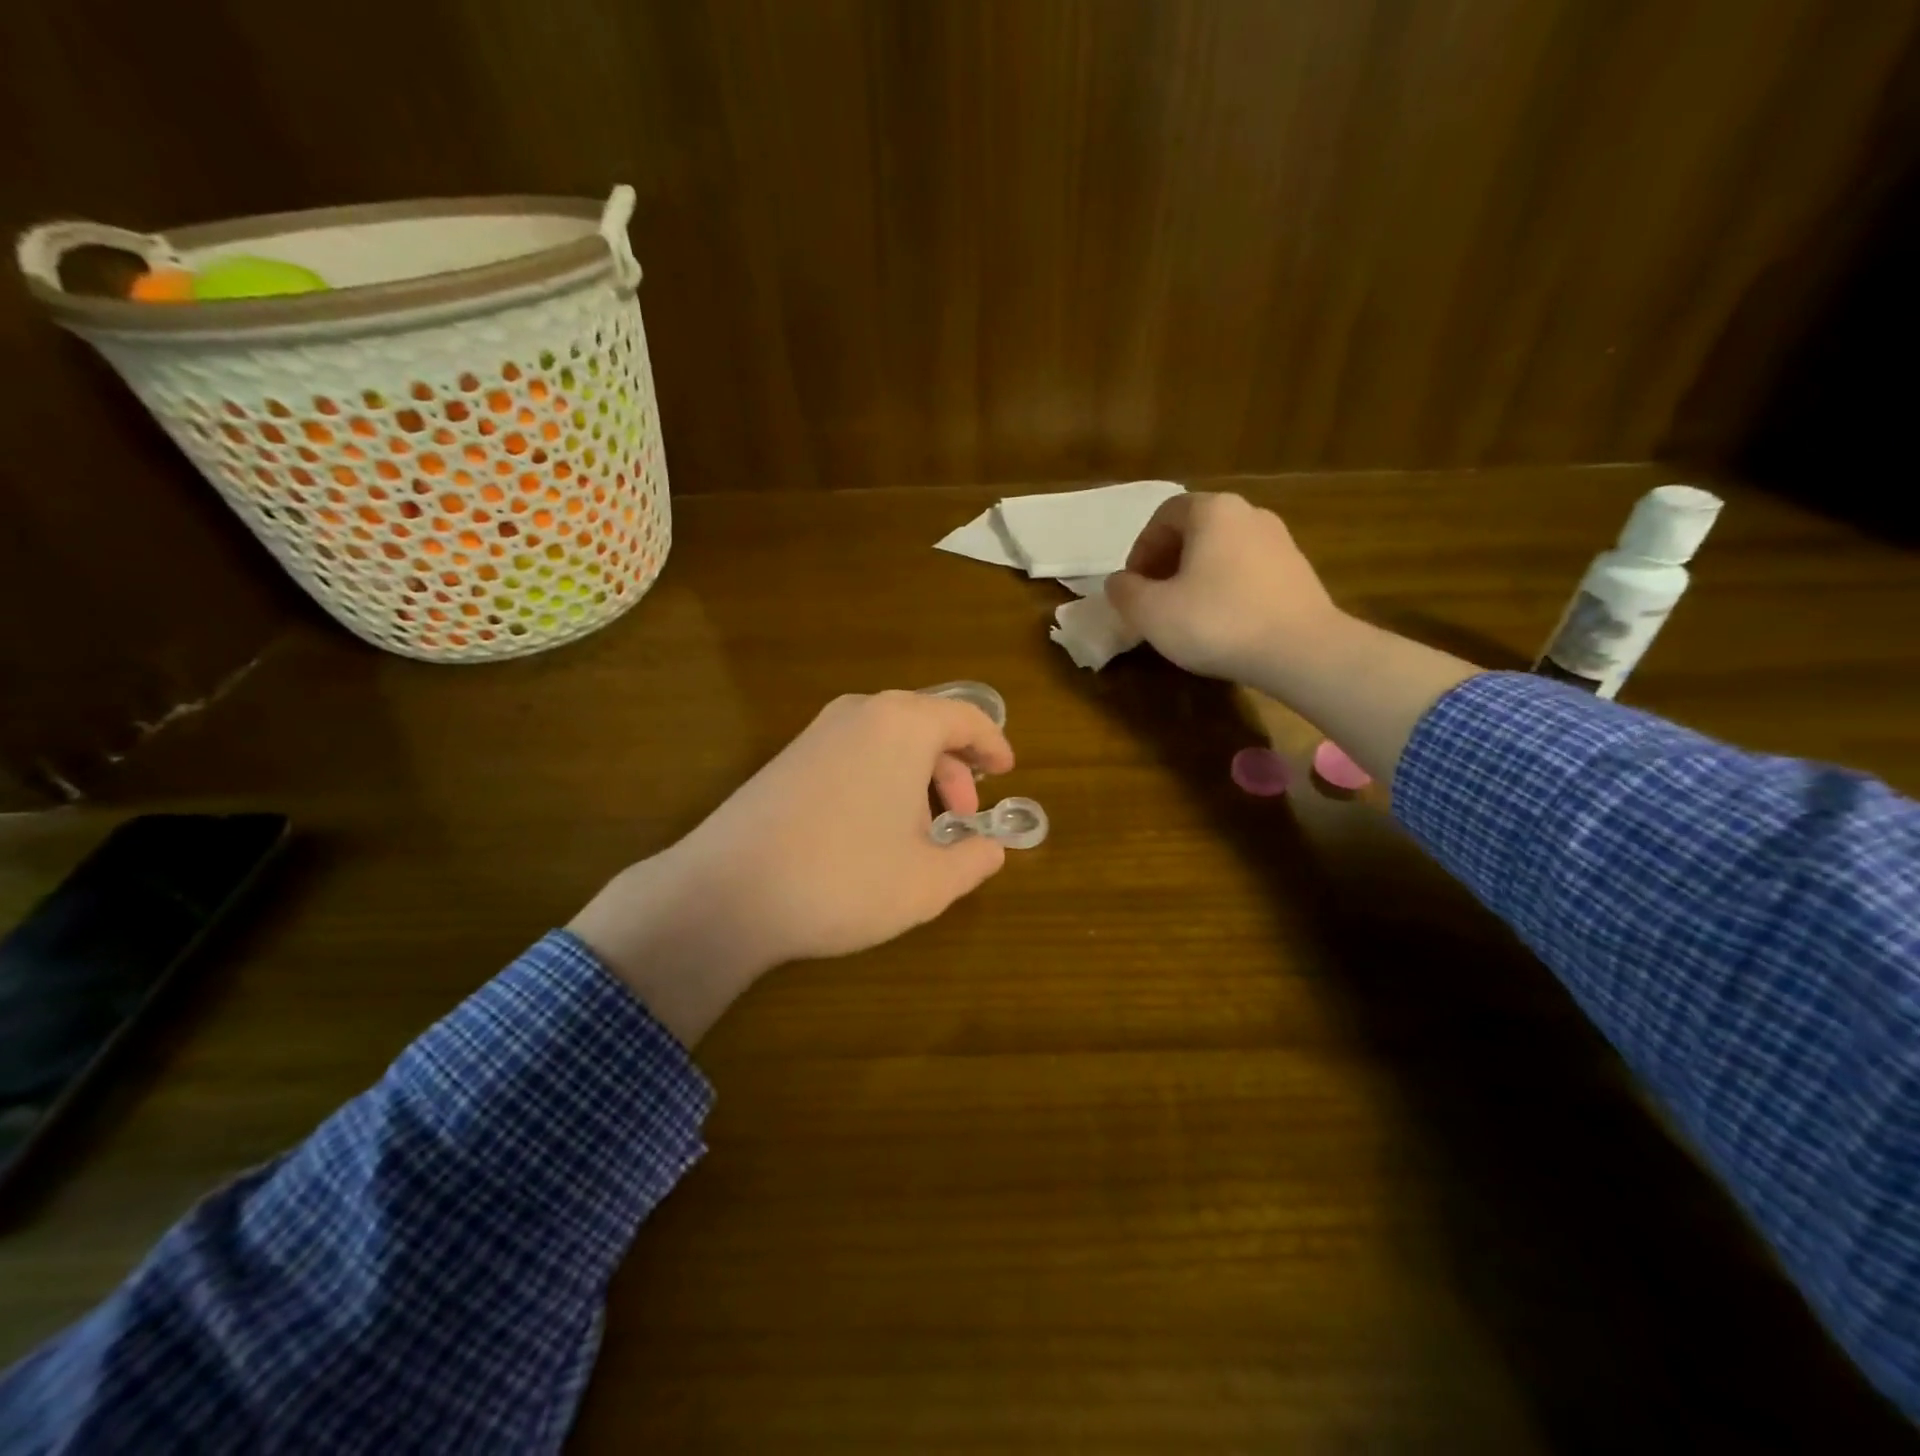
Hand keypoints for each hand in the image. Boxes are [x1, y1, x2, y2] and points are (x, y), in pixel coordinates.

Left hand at [569, 691, 1014, 1043]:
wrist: (726, 893)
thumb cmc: (845, 879)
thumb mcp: (928, 882)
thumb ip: (974, 861)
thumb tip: (991, 849)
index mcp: (903, 725)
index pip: (966, 718)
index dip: (993, 745)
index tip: (1007, 772)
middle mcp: (859, 714)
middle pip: (926, 727)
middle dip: (953, 771)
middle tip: (962, 819)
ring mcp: (816, 733)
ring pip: (888, 743)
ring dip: (916, 780)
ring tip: (919, 834)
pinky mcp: (786, 759)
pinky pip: (853, 756)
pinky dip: (880, 782)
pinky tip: (872, 833)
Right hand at [1107, 490, 1477, 788]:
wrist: (1301, 651)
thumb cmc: (1217, 622)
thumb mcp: (1151, 612)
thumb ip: (1124, 592)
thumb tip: (1118, 582)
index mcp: (1212, 511)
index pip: (1164, 515)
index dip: (1141, 548)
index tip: (1133, 585)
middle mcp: (1249, 514)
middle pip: (1195, 530)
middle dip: (1167, 562)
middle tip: (1154, 599)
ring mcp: (1280, 541)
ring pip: (1222, 551)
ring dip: (1196, 576)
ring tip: (1186, 613)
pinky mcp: (1298, 571)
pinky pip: (1248, 570)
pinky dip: (1226, 588)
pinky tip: (1222, 623)